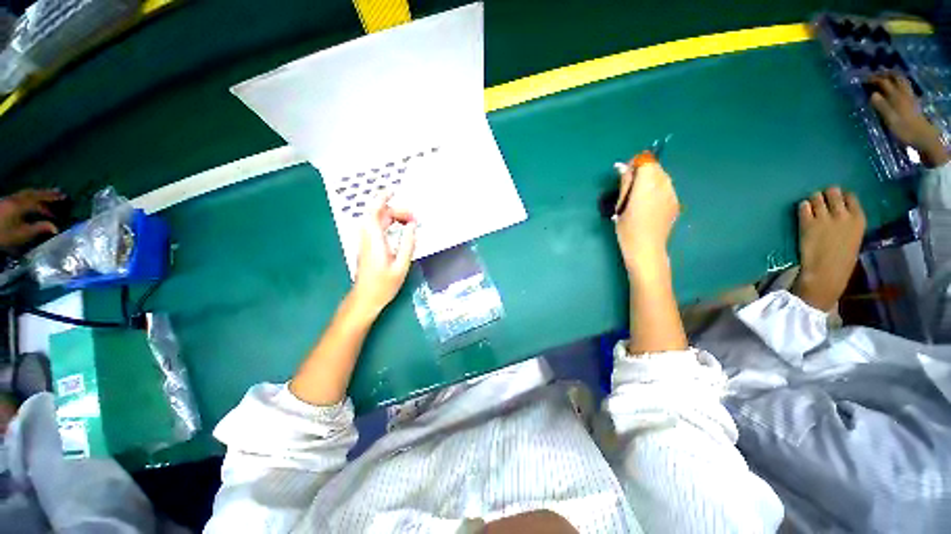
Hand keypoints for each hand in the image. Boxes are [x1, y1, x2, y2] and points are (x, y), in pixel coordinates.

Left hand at [0, 189, 63, 248]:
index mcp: (21, 205)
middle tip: (59, 192)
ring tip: (48, 196)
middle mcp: (15, 198)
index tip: (64, 197)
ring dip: (38, 194)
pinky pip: (21, 196)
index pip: (40, 199)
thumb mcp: (23, 234)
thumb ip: (39, 228)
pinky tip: (33, 201)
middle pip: (33, 193)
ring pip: (26, 193)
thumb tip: (56, 228)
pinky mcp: (6, 202)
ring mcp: (9, 199)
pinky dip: (30, 197)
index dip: (52, 198)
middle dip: (46, 193)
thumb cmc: (4, 234)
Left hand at [352, 193, 416, 315]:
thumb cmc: (383, 285)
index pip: (374, 212)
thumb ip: (408, 244)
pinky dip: (389, 224)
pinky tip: (400, 230)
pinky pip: (377, 228)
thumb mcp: (401, 266)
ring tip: (410, 223)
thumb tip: (413, 226)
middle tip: (414, 219)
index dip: (381, 198)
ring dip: (392, 217)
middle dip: (396, 211)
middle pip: (378, 215)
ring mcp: (366, 242)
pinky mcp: (367, 246)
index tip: (393, 191)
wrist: (365, 298)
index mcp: (375, 240)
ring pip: (377, 221)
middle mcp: (367, 237)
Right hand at [614, 157, 679, 274]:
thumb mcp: (621, 205)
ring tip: (638, 198)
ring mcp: (672, 194)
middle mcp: (664, 185)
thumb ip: (625, 183)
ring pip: (662, 177)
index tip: (625, 175)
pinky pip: (666, 189)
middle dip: (642, 171)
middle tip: (629, 188)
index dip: (635, 164)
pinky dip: (657, 190)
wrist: (646, 249)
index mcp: (648, 184)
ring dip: (650, 181)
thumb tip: (624, 167)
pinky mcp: (676, 203)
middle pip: (655, 167)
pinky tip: (648, 206)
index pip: (646, 160)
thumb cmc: (627, 228)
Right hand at [868, 73, 948, 166]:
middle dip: (885, 73)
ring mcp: (909, 97)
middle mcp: (903, 93)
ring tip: (886, 75)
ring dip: (893, 76)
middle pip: (895, 77)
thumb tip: (872, 95)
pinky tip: (896, 86)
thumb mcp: (890, 120)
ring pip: (901, 81)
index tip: (863, 78)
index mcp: (896, 96)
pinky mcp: (913, 102)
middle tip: (875, 72)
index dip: (873, 78)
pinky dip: (899, 83)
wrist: (923, 138)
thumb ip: (881, 106)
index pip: (883, 82)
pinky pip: (905, 87)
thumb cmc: (905, 130)